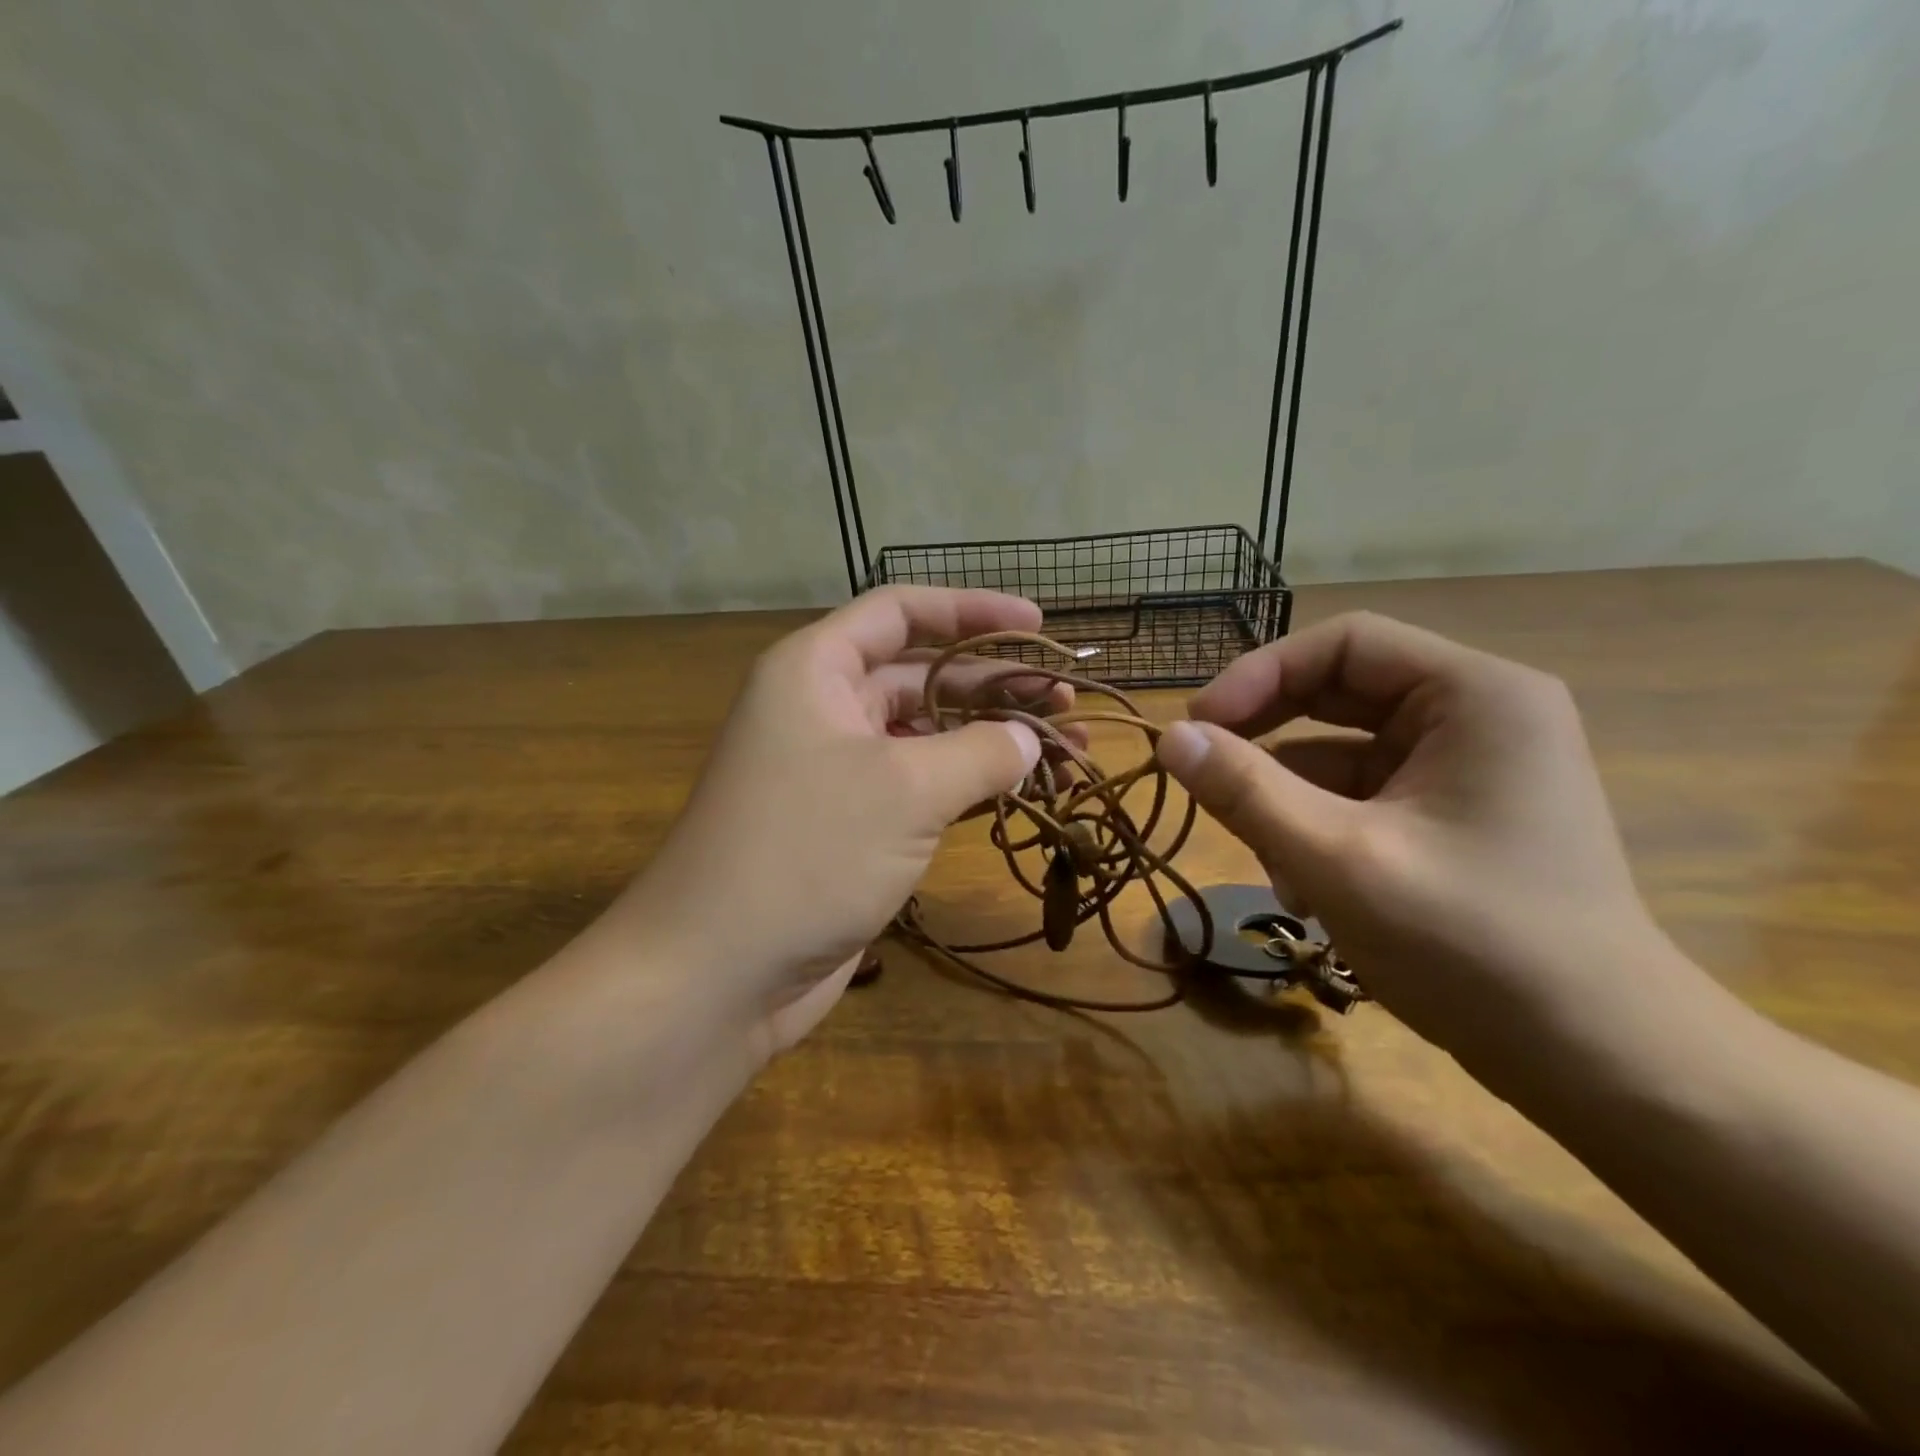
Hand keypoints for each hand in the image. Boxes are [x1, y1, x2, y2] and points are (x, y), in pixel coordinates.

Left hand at [612, 587, 1052, 1059]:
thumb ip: (979, 752)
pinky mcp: (853, 828)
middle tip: (1066, 702)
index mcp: (817, 670)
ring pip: (927, 736)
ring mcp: (838, 772)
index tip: (1037, 625)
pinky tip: (1022, 793)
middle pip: (922, 675)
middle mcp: (824, 710)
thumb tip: (1028, 741)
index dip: (971, 611)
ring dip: (992, 740)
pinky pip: (921, 788)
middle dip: (995, 685)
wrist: (719, 973)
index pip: (901, 613)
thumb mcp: (905, 789)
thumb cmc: (806, 853)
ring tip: (1067, 752)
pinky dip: (970, 787)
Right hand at [1156, 612, 1686, 1065]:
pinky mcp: (1451, 818)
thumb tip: (1167, 738)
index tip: (1197, 728)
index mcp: (1474, 696)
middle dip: (1266, 741)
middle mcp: (1475, 716)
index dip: (1258, 675)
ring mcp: (1465, 770)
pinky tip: (1303, 890)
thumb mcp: (1340, 860)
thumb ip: (1246, 792)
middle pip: (1338, 695)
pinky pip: (1360, 798)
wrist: (1599, 1064)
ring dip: (1287, 800)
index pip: (1344, 644)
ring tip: (1266, 864)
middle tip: (1203, 779)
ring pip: (1340, 754)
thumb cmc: (1475, 946)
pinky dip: (1318, 830)